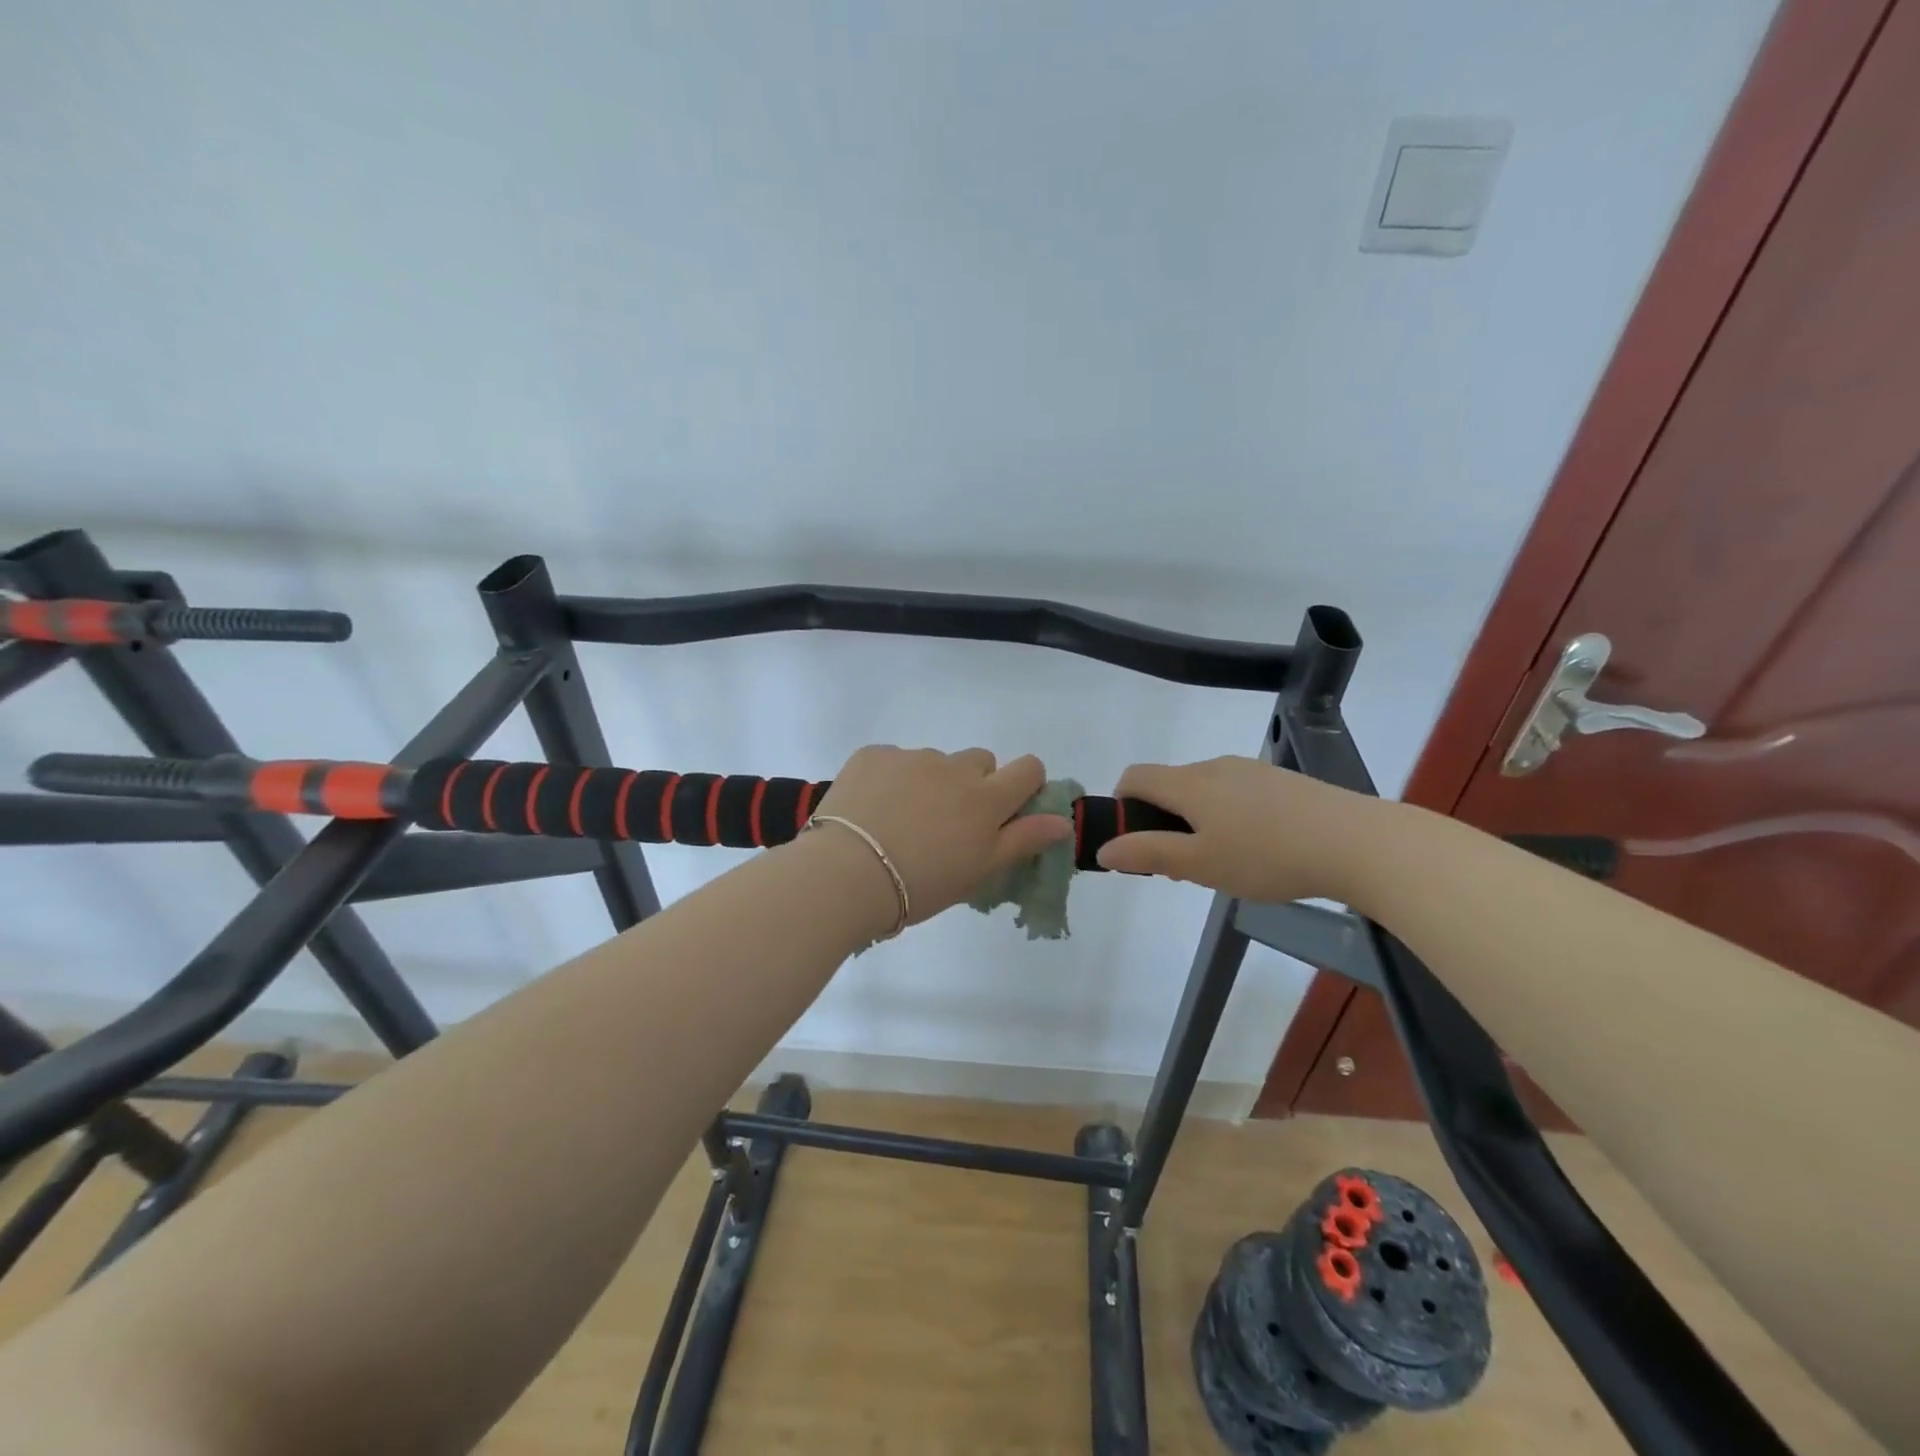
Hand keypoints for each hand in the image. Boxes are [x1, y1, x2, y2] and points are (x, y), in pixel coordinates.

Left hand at [812, 746, 1071, 926]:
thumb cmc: (920, 885)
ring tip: (900, 822)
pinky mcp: (873, 755)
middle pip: (980, 761)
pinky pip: (894, 759)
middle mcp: (954, 768)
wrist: (845, 875)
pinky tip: (872, 810)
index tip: (1008, 809)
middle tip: (948, 823)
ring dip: (929, 782)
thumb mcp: (978, 871)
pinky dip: (890, 779)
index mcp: (985, 798)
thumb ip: (1023, 840)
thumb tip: (1062, 822)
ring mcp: (911, 757)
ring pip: (935, 762)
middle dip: (974, 784)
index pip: (1028, 769)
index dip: (1025, 784)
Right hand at [1095, 756, 1386, 903]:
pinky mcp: (1280, 781)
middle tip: (1180, 865)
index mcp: (1189, 783)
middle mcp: (1214, 767)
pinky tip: (1256, 850)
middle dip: (1161, 820)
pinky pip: (1235, 794)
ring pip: (1203, 791)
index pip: (1135, 776)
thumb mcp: (1200, 864)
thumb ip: (1149, 854)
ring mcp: (1250, 771)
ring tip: (1221, 863)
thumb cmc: (1267, 855)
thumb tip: (1104, 848)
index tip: (1135, 841)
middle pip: (1169, 784)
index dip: (1122, 804)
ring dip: (1195, 820)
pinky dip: (1226, 817)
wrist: (1357, 842)